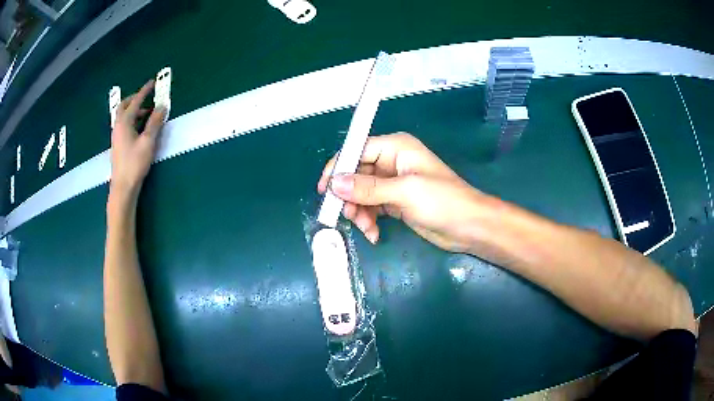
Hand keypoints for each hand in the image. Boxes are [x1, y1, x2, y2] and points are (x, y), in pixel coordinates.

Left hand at [110, 80, 165, 202]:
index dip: (145, 91)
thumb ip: (155, 123)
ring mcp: (116, 136)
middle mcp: (118, 126)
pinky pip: (124, 124)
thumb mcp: (148, 142)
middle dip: (135, 99)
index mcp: (124, 122)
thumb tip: (162, 106)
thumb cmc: (135, 163)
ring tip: (147, 114)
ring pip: (123, 116)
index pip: (136, 101)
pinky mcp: (118, 144)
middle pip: (124, 106)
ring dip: (134, 110)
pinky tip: (140, 127)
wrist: (123, 186)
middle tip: (146, 97)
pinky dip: (132, 120)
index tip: (152, 82)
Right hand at [317, 133, 486, 251]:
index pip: (357, 151)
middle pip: (356, 174)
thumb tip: (335, 184)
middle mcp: (391, 162)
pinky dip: (369, 220)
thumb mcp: (405, 192)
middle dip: (350, 196)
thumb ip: (369, 188)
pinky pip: (372, 208)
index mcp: (395, 148)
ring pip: (361, 194)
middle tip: (346, 216)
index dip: (338, 168)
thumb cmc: (442, 201)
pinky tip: (374, 234)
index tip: (325, 190)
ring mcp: (393, 184)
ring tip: (366, 228)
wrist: (469, 227)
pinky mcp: (395, 202)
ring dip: (359, 212)